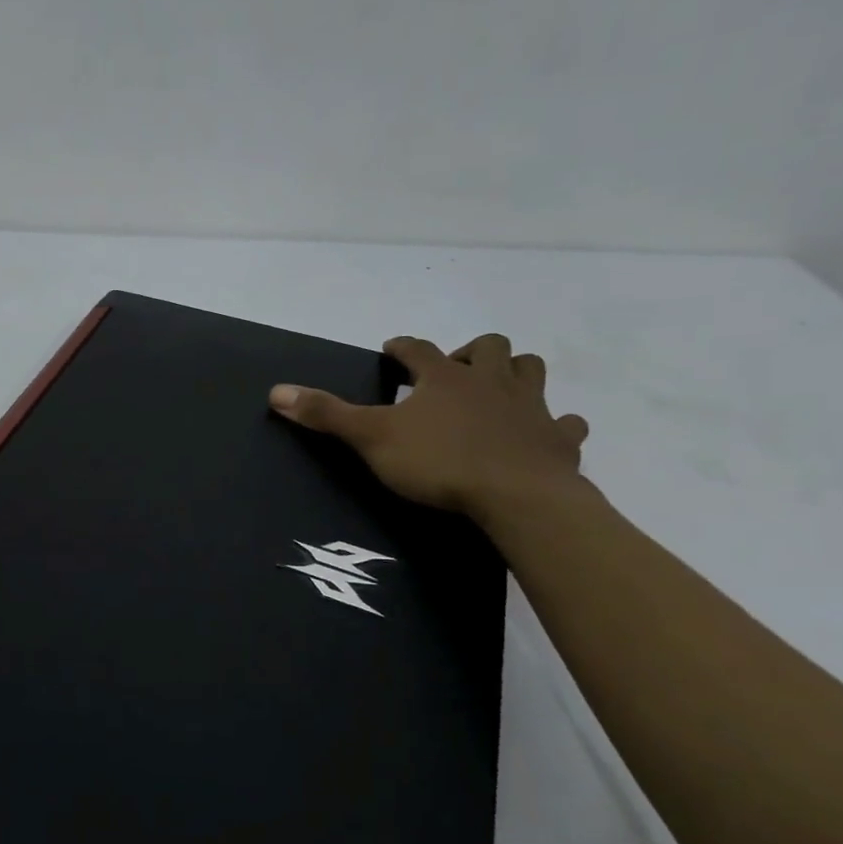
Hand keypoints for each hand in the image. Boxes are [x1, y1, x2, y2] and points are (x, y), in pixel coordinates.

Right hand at [269, 334, 589, 524]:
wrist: (516, 496)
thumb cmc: (438, 462)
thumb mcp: (371, 438)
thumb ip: (326, 414)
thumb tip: (276, 391)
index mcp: (444, 378)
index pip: (418, 350)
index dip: (402, 347)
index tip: (392, 347)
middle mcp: (490, 382)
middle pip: (488, 348)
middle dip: (468, 352)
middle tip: (451, 372)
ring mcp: (530, 408)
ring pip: (530, 371)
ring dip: (515, 373)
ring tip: (497, 390)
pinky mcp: (558, 440)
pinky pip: (566, 424)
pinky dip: (556, 425)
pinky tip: (546, 433)